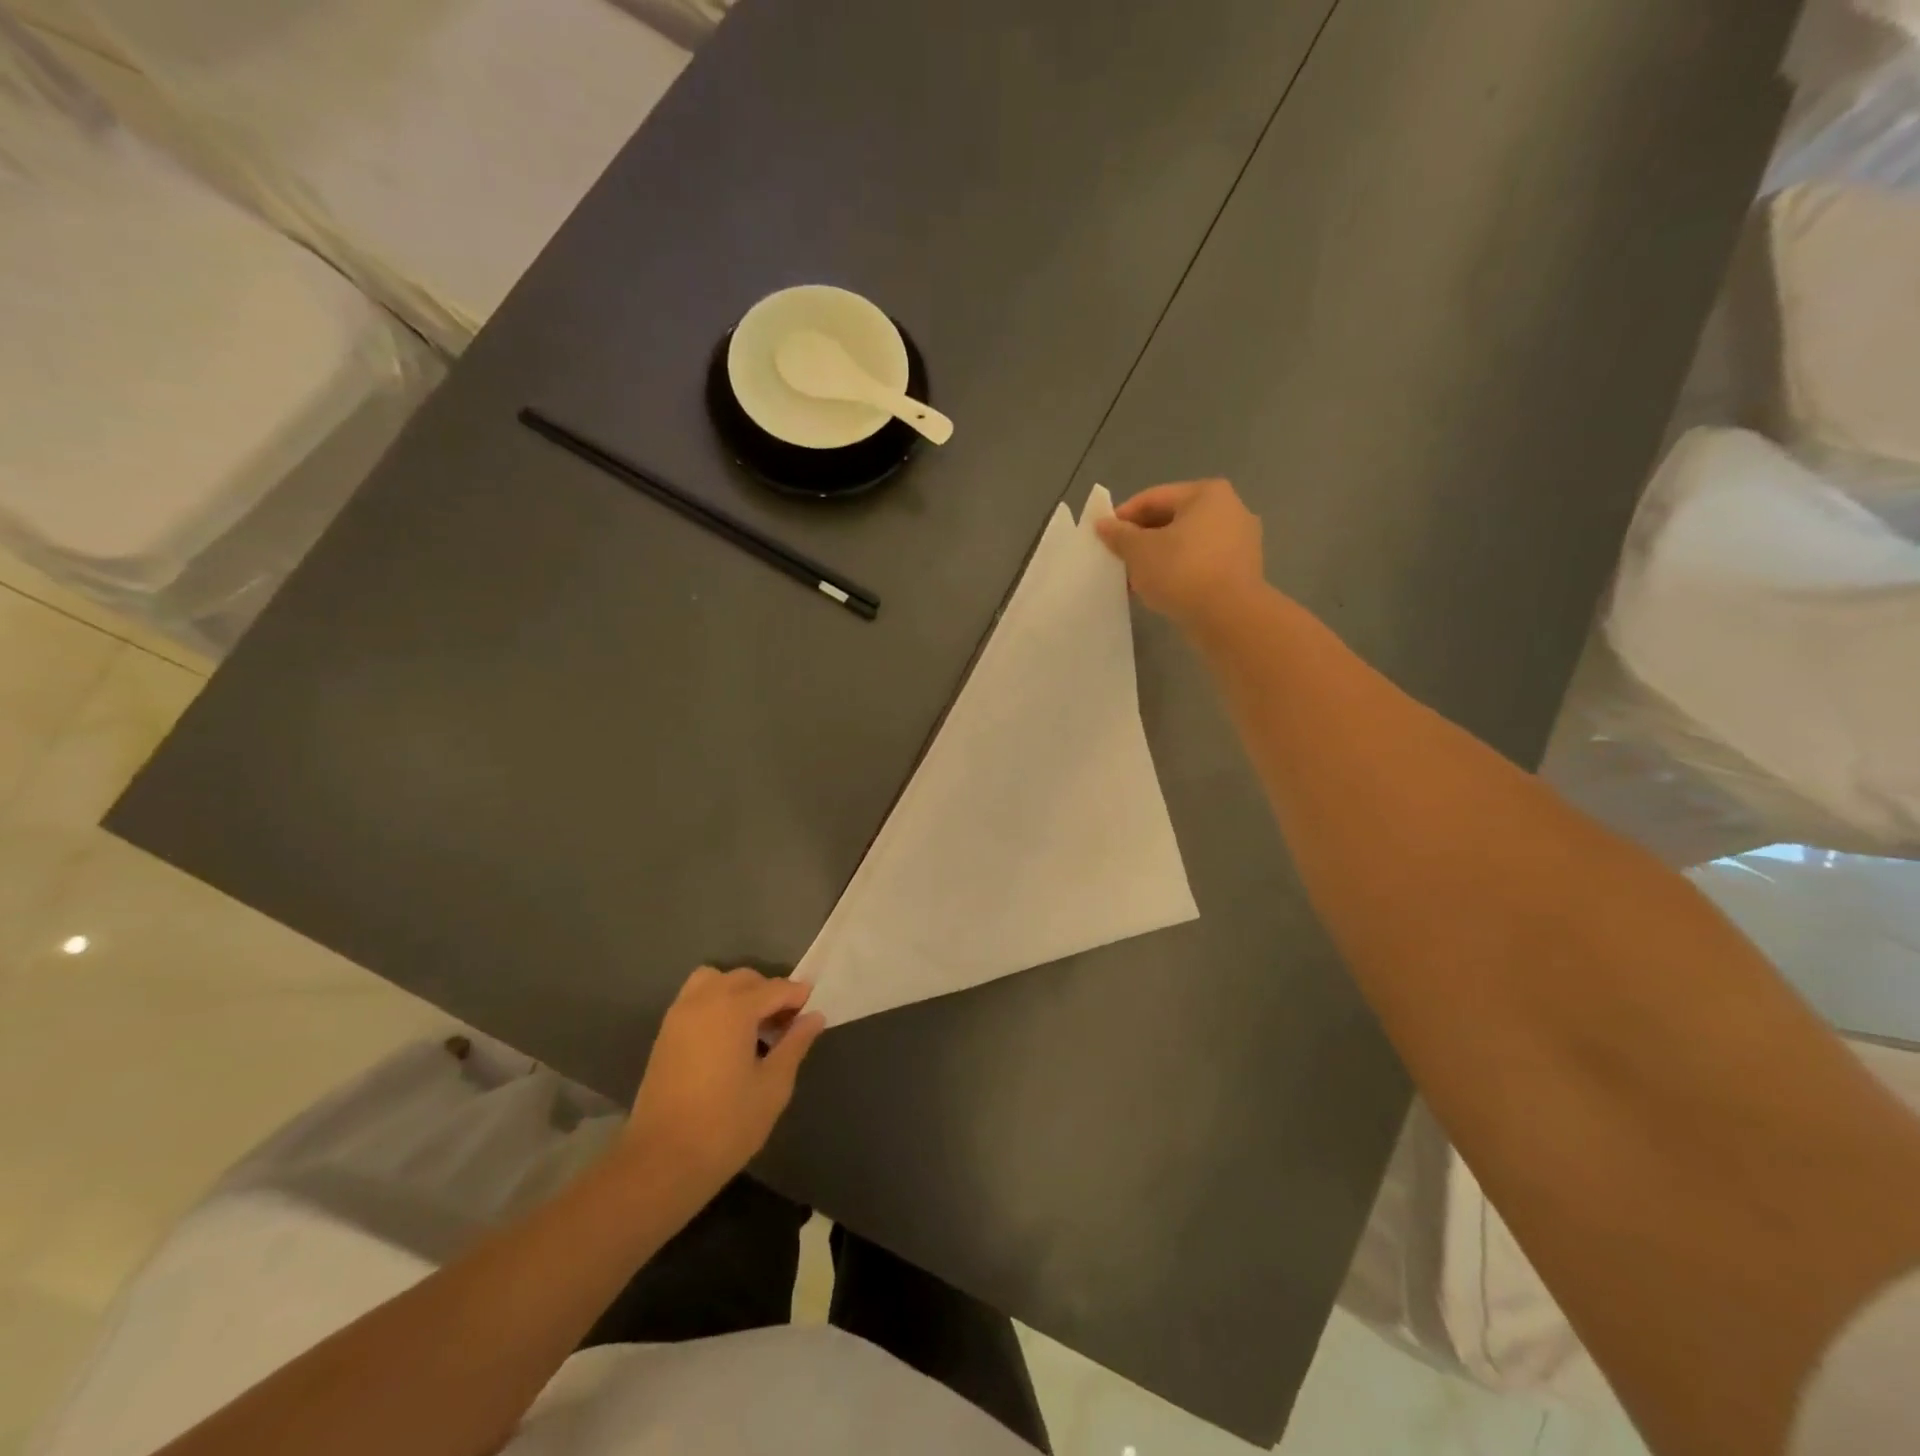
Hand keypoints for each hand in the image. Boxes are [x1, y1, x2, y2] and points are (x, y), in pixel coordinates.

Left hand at [621, 967, 825, 1197]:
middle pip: (744, 979)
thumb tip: (814, 1017)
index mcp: (734, 1008)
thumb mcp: (773, 1086)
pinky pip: (695, 999)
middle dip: (769, 992)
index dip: (798, 997)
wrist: (661, 1163)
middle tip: (786, 1024)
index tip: (813, 1012)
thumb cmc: (726, 1125)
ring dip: (738, 992)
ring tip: (753, 1025)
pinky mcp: (665, 1034)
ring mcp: (679, 1015)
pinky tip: (727, 1038)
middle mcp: (704, 1000)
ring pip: (714, 980)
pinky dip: (715, 1003)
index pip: (776, 988)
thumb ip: (795, 1044)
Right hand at [1095, 479, 1265, 633]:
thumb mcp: (1139, 551)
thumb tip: (1103, 524)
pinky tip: (1158, 590)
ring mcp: (1240, 540)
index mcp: (1206, 493)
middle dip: (1141, 540)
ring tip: (1134, 579)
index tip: (1102, 537)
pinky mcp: (1241, 570)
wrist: (1228, 617)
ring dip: (1158, 558)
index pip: (1153, 498)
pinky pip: (1200, 563)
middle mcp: (1230, 509)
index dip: (1123, 516)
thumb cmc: (1181, 571)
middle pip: (1172, 519)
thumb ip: (1119, 535)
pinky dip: (1178, 571)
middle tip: (1117, 560)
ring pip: (1186, 544)